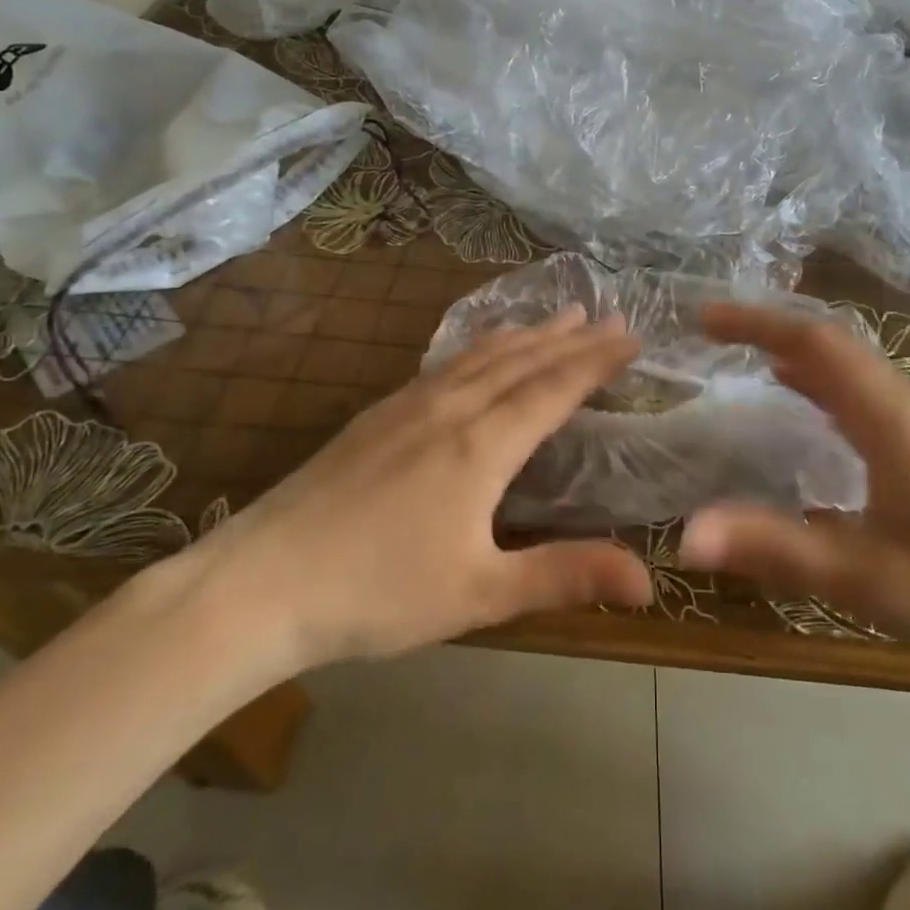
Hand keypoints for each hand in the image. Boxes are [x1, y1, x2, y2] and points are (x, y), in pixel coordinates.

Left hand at [174, 308, 653, 679]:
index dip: (596, 361)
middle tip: (606, 315)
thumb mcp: (480, 594)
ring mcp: (407, 406)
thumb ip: (565, 576)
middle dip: (569, 338)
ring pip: (481, 356)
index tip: (631, 336)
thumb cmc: (377, 591)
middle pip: (521, 361)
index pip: (553, 389)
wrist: (259, 582)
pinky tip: (477, 351)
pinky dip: (480, 346)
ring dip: (525, 334)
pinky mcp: (377, 414)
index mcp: (480, 445)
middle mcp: (450, 409)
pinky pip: (446, 363)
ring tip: (557, 315)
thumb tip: (650, 580)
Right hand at [678, 303, 909, 700]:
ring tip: (747, 368)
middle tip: (713, 341)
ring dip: (799, 360)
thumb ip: (777, 550)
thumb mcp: (870, 580)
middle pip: (833, 347)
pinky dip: (827, 392)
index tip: (703, 319)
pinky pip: (872, 401)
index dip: (755, 322)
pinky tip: (813, 423)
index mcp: (892, 417)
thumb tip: (685, 535)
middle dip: (770, 332)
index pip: (814, 343)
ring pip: (856, 373)